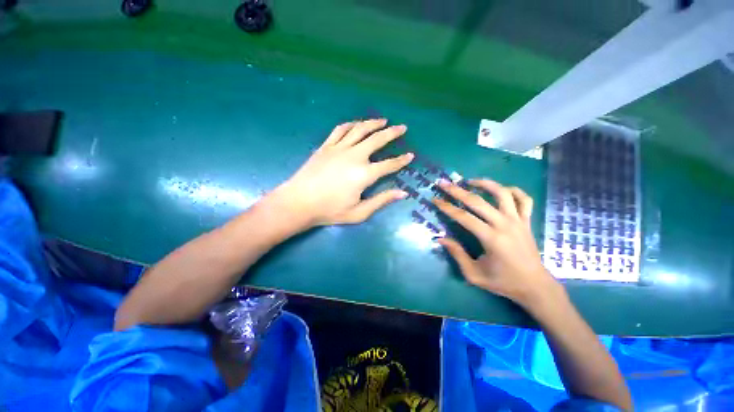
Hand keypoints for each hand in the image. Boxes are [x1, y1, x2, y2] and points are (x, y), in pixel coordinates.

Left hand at [271, 119, 413, 226]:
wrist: (299, 202)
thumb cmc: (330, 211)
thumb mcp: (359, 212)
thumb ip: (381, 200)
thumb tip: (402, 193)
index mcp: (364, 174)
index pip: (389, 164)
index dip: (402, 160)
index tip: (411, 155)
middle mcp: (354, 156)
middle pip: (377, 139)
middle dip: (392, 133)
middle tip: (402, 127)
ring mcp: (339, 148)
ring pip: (360, 129)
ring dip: (374, 123)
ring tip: (383, 120)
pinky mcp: (326, 146)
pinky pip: (341, 130)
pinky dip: (351, 124)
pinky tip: (357, 123)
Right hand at [433, 179, 559, 307]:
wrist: (535, 286)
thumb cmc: (503, 282)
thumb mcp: (474, 274)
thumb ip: (457, 254)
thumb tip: (440, 238)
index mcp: (491, 238)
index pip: (463, 217)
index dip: (446, 207)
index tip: (435, 199)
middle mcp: (505, 225)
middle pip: (478, 201)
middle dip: (457, 191)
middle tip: (444, 183)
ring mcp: (518, 221)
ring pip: (502, 193)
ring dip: (485, 184)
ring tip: (471, 181)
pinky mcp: (527, 221)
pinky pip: (524, 199)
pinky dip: (513, 190)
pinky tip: (501, 190)